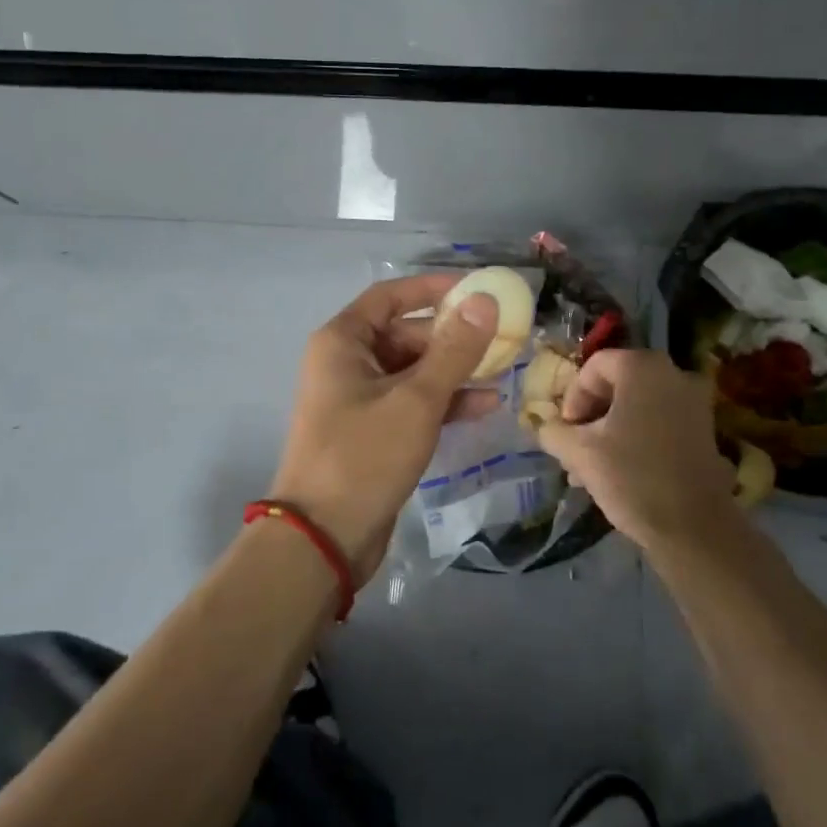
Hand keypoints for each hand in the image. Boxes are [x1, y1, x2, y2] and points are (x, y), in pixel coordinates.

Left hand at [268, 273, 502, 581]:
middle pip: (405, 333)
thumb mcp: (416, 399)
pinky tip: (485, 405)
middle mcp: (347, 362)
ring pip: (413, 370)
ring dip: (454, 370)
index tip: (477, 290)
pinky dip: (443, 401)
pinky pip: (411, 402)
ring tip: (503, 370)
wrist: (323, 537)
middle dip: (452, 336)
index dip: (434, 289)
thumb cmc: (364, 455)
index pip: (391, 296)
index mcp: (343, 341)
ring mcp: (358, 399)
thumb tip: (484, 300)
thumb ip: (454, 349)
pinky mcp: (372, 431)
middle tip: (502, 337)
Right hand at [535, 349, 735, 551]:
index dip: (572, 397)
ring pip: (637, 407)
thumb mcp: (580, 453)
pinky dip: (636, 439)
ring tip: (590, 470)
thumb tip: (547, 428)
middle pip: (616, 386)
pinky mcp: (704, 432)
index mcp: (643, 368)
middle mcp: (674, 374)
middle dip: (590, 418)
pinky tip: (619, 473)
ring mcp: (694, 403)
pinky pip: (658, 423)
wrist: (695, 529)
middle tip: (574, 450)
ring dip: (609, 431)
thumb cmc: (633, 477)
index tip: (566, 432)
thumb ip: (554, 432)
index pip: (594, 367)